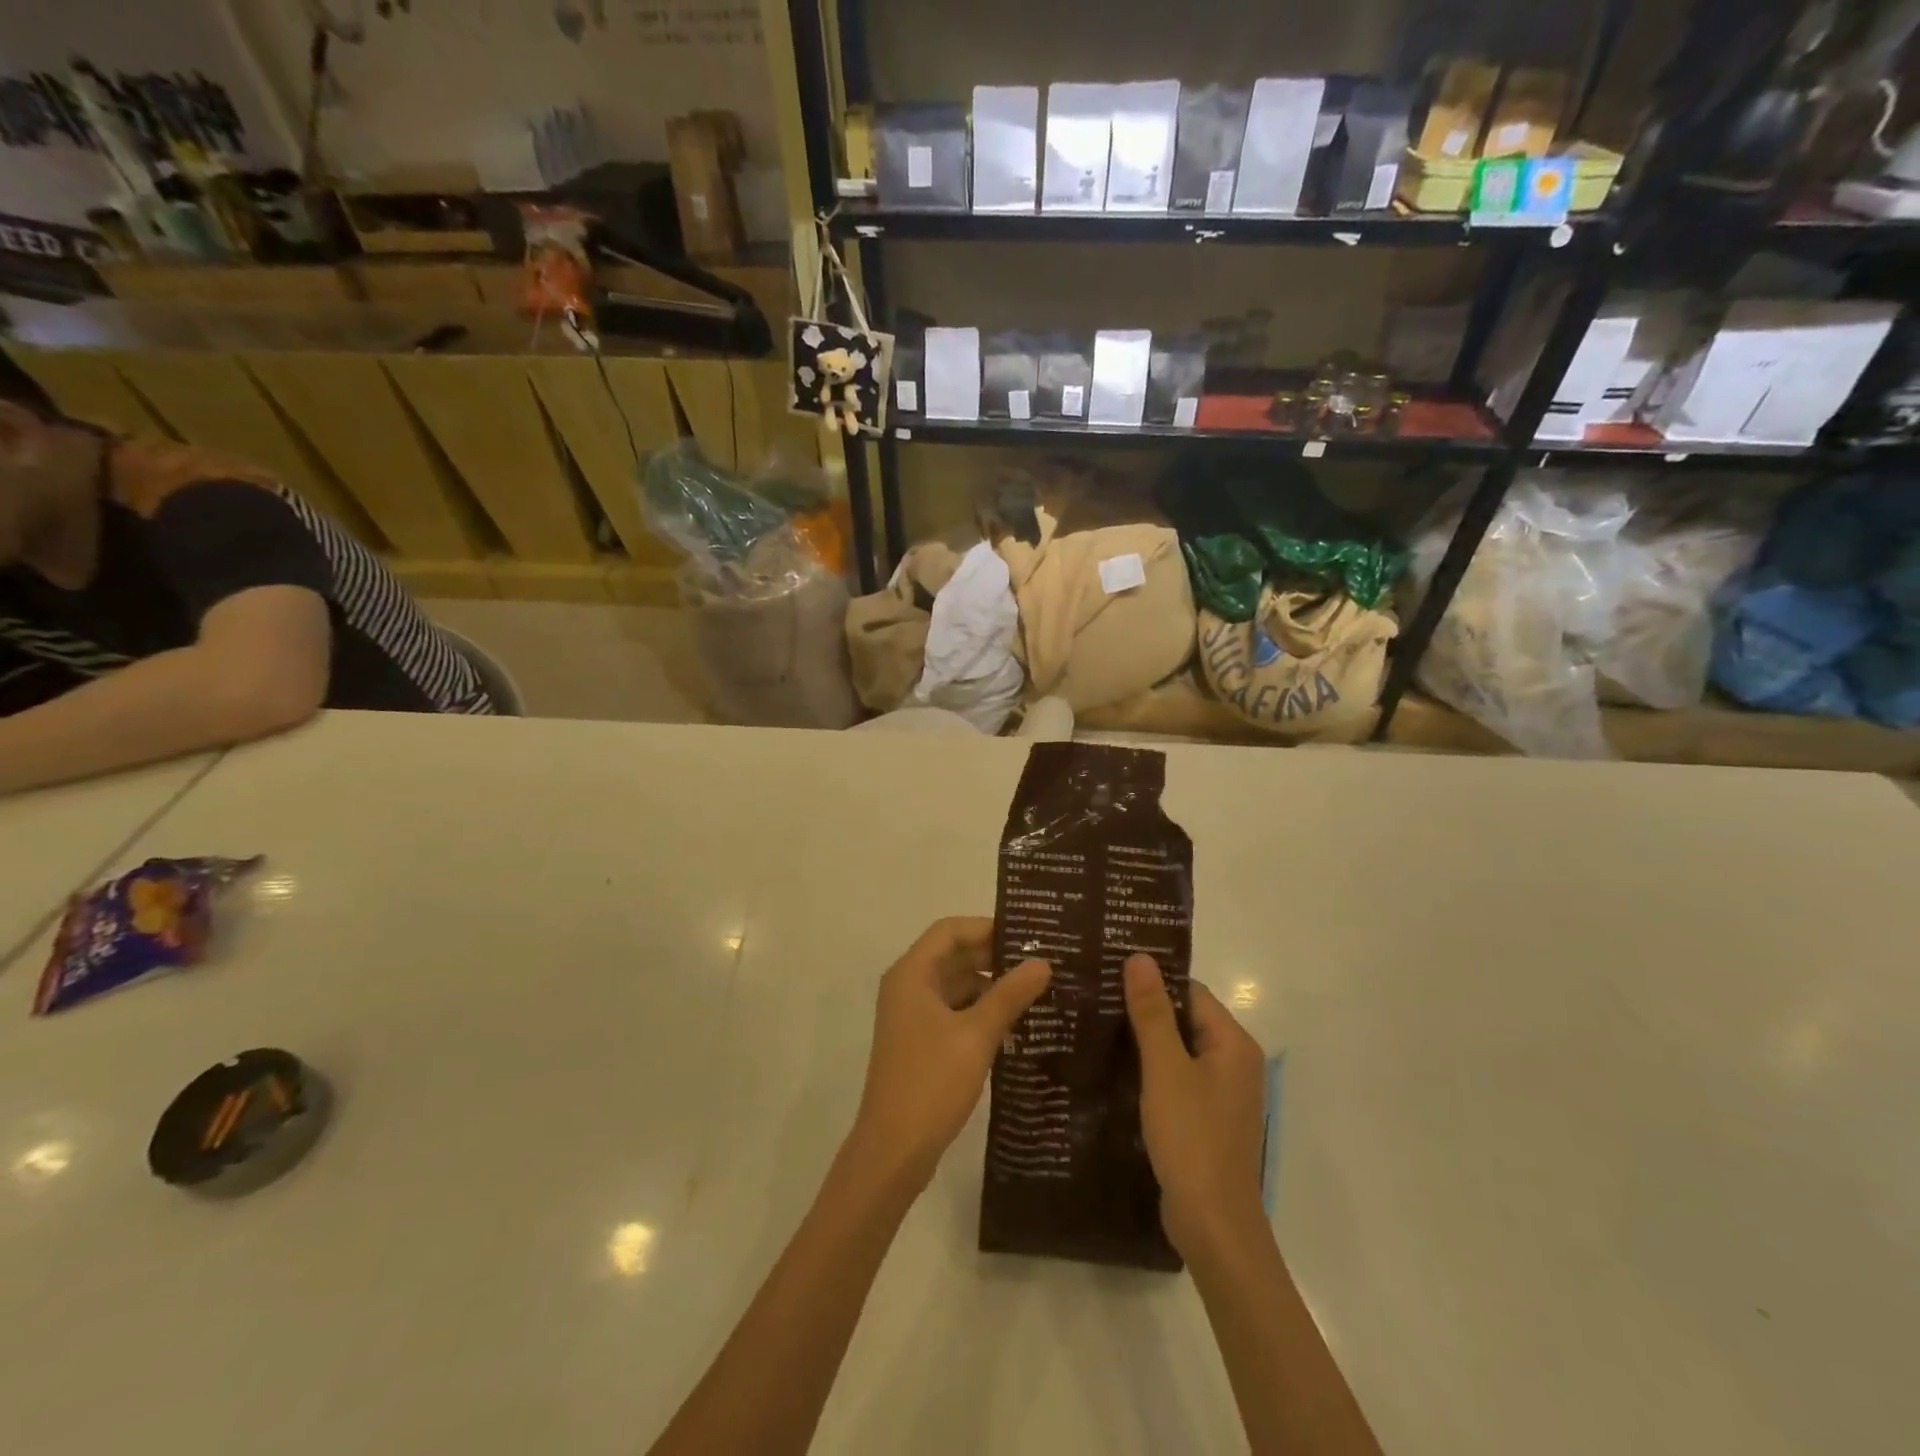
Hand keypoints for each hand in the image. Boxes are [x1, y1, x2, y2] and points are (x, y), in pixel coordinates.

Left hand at [848, 918, 1050, 1192]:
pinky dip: (981, 1010)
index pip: (950, 930)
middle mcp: (908, 987)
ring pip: (956, 985)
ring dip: (991, 985)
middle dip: (994, 956)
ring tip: (1037, 990)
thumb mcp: (976, 1034)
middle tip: (1041, 961)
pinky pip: (954, 1011)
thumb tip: (1043, 962)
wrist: (893, 1151)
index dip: (987, 927)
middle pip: (953, 955)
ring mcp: (912, 1016)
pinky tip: (1015, 1023)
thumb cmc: (931, 1082)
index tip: (1027, 934)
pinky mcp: (921, 1042)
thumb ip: (1010, 994)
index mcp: (912, 974)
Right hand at [1124, 953, 1267, 1259]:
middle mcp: (1234, 1063)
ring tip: (1097, 1026)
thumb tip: (1140, 957)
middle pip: (1186, 1019)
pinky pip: (1177, 1079)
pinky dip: (1151, 1071)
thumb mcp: (1165, 1070)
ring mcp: (1222, 1094)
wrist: (1213, 1226)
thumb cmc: (1192, 1139)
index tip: (1110, 972)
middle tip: (1096, 997)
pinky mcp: (1206, 1119)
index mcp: (1233, 1044)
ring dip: (1145, 1041)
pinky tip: (1115, 1070)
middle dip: (1144, 1010)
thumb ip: (1152, 1013)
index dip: (1153, 981)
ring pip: (1178, 1051)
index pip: (1190, 992)